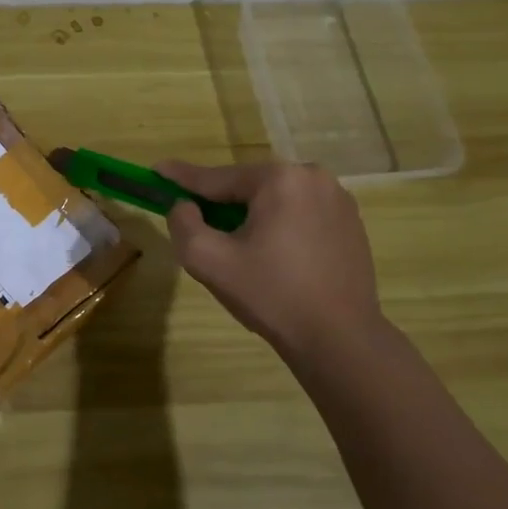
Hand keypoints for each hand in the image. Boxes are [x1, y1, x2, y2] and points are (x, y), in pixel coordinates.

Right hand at [158, 160, 385, 361]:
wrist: (339, 338)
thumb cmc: (271, 295)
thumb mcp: (208, 260)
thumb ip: (183, 223)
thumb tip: (184, 206)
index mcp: (280, 179)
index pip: (217, 177)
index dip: (181, 177)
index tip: (156, 170)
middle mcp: (314, 177)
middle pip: (248, 187)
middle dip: (220, 203)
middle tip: (198, 225)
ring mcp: (338, 200)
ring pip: (274, 200)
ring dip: (250, 216)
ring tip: (236, 248)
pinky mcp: (351, 223)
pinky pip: (299, 214)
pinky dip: (278, 226)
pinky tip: (271, 257)